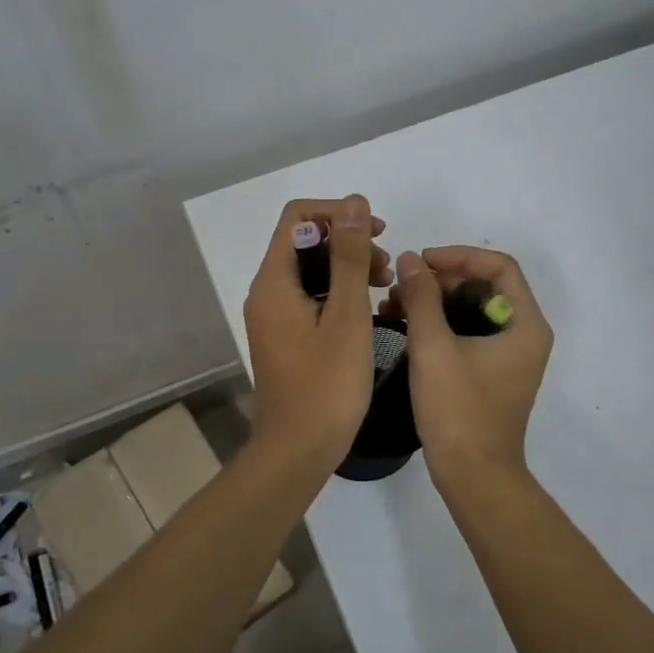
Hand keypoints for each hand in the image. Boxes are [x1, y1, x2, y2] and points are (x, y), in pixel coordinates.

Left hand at [243, 196, 392, 471]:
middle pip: (304, 242)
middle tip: (386, 268)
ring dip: (347, 268)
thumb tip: (354, 203)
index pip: (297, 217)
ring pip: (310, 271)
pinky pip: (310, 298)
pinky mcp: (285, 337)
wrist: (298, 449)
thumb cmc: (327, 384)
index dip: (338, 214)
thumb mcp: (347, 315)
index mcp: (274, 281)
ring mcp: (274, 317)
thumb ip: (349, 257)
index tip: (377, 232)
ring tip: (385, 286)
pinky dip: (339, 294)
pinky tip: (368, 309)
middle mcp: (266, 293)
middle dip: (347, 243)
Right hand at [384, 246, 552, 483]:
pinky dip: (439, 324)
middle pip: (485, 286)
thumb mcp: (434, 347)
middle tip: (403, 284)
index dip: (458, 256)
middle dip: (442, 279)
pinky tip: (404, 325)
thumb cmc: (458, 410)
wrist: (472, 476)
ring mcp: (509, 356)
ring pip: (472, 309)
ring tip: (395, 304)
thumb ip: (422, 297)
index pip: (498, 266)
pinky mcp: (491, 373)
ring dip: (435, 301)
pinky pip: (467, 333)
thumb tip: (410, 260)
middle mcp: (524, 335)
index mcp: (525, 324)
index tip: (420, 261)